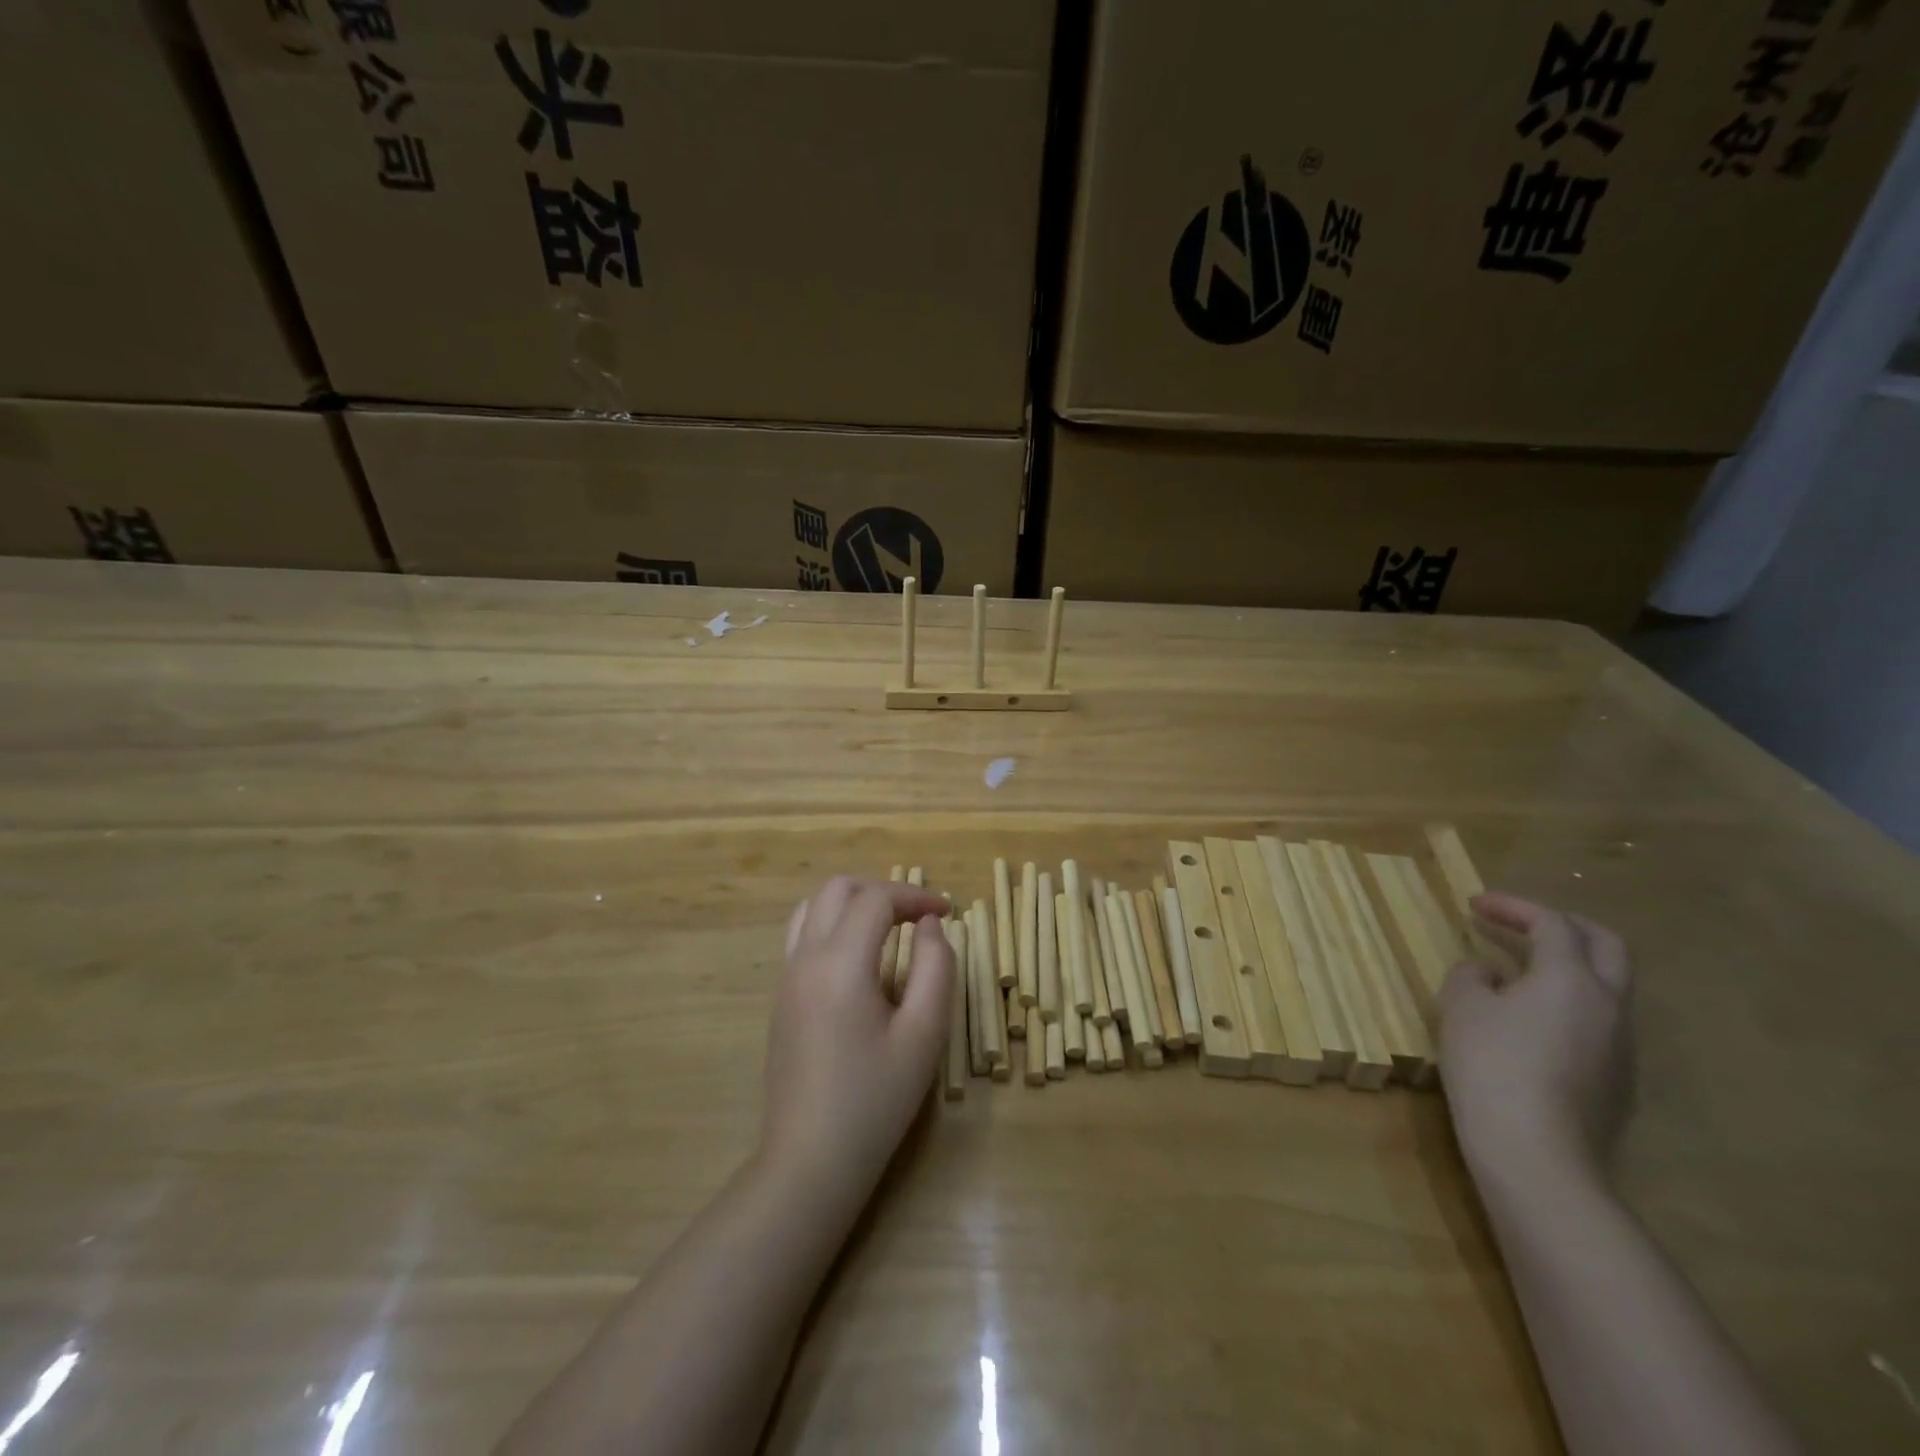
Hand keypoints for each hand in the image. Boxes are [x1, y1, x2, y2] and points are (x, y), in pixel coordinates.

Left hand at [759, 877, 954, 1204]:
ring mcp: (787, 976)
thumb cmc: (875, 1101)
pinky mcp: (781, 996)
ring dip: (853, 902)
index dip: (915, 895)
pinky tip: (859, 957)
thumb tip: (929, 925)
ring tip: (889, 926)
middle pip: (838, 888)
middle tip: (918, 916)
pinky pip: (802, 933)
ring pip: (813, 906)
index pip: (876, 899)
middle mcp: (806, 957)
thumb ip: (936, 968)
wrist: (810, 1160)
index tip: (947, 912)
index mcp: (841, 963)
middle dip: (883, 890)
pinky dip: (832, 923)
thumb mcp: (924, 1035)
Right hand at [1436, 893, 1632, 1187]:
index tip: (1474, 904)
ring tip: (1518, 974)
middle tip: (1521, 923)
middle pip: (1605, 946)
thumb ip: (1471, 977)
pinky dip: (1568, 1006)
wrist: (1536, 1154)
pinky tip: (1530, 1025)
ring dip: (1567, 968)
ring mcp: (1622, 1048)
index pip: (1552, 923)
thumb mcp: (1462, 1008)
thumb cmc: (1492, 1065)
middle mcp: (1610, 1006)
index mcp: (1571, 979)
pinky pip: (1598, 1026)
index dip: (1514, 907)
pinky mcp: (1618, 1084)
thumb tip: (1488, 973)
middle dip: (1563, 925)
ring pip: (1607, 988)